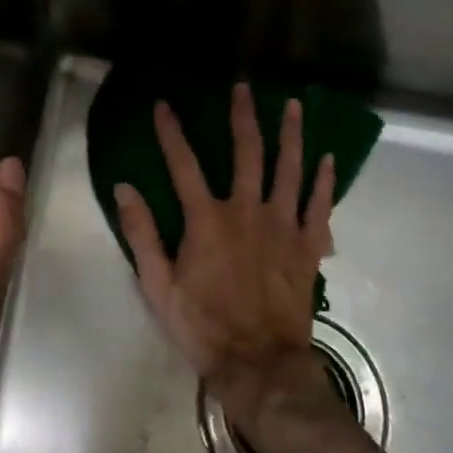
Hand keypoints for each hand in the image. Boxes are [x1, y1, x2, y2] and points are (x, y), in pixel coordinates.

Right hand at [113, 84, 338, 437]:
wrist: (260, 364)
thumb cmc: (203, 326)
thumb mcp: (158, 286)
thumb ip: (142, 234)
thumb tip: (124, 189)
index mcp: (207, 220)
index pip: (183, 164)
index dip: (171, 132)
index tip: (164, 105)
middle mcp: (247, 211)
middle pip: (247, 153)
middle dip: (243, 116)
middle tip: (243, 88)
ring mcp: (283, 226)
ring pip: (289, 169)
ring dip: (291, 134)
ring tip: (292, 105)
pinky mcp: (308, 246)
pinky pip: (319, 206)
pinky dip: (324, 181)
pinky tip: (328, 158)